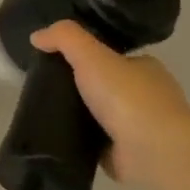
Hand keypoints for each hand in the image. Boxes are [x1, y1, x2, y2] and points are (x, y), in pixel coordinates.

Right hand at [31, 21, 189, 188]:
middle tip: (45, 89)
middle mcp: (147, 96)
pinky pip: (95, 142)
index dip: (86, 58)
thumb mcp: (90, 54)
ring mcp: (139, 126)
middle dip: (79, 89)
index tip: (57, 63)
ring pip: (99, 115)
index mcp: (146, 68)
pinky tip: (57, 137)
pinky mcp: (127, 153)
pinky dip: (79, 140)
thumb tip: (37, 36)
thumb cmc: (127, 97)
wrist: (153, 151)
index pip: (113, 58)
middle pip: (104, 87)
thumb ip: (64, 38)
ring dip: (77, 116)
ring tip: (44, 113)